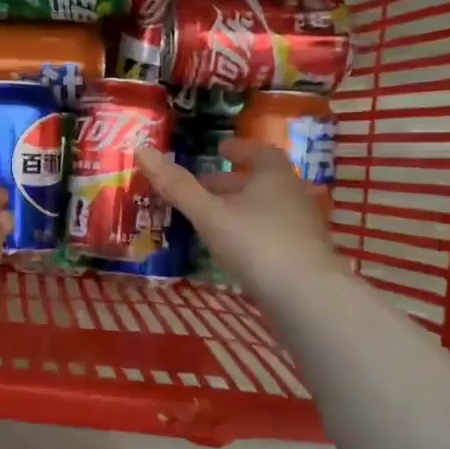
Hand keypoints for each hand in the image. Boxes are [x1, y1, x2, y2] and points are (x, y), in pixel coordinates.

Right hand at [135, 139, 342, 314]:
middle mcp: (293, 197)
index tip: (219, 151)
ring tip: (209, 220)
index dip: (239, 150)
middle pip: (261, 183)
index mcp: (275, 177)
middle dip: (230, 183)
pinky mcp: (303, 258)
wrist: (307, 298)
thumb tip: (142, 150)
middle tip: (200, 188)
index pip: (260, 153)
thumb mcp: (209, 213)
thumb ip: (177, 186)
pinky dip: (249, 234)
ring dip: (238, 210)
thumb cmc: (257, 243)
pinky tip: (230, 251)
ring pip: (266, 210)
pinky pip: (271, 235)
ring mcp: (301, 229)